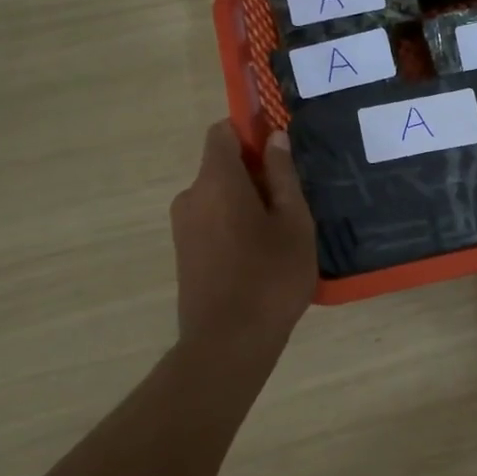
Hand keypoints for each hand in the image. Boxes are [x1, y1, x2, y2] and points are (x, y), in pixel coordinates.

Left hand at [170, 122, 316, 345]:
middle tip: (292, 203)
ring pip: (218, 196)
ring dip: (246, 203)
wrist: (228, 343)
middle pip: (222, 166)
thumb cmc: (271, 277)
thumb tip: (275, 138)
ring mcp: (182, 226)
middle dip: (255, 173)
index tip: (280, 152)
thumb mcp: (293, 222)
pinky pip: (211, 221)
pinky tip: (260, 256)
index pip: (222, 132)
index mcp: (217, 181)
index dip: (250, 132)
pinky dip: (234, 225)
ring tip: (280, 235)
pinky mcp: (183, 252)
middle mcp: (191, 196)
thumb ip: (283, 175)